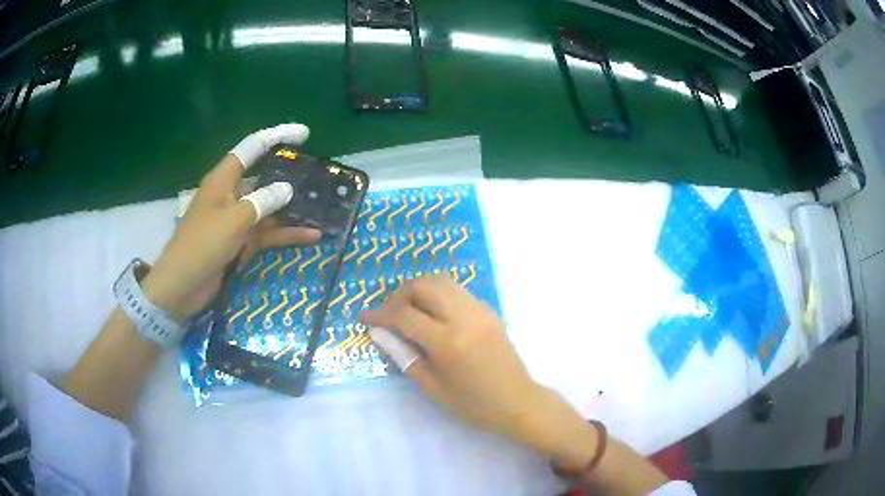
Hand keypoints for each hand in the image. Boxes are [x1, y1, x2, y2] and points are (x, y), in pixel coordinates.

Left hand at [142, 124, 320, 321]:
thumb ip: (262, 202)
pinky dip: (287, 235)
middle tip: (318, 172)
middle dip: (289, 174)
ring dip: (293, 208)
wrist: (182, 287)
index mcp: (224, 180)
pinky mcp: (241, 243)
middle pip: (264, 176)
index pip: (252, 148)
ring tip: (322, 205)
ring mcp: (237, 220)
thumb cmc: (201, 246)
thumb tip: (287, 189)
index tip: (304, 134)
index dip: (277, 136)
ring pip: (269, 207)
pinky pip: (268, 233)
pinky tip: (312, 236)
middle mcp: (232, 195)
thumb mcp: (233, 220)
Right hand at [359, 276, 583, 458]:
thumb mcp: (432, 387)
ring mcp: (480, 310)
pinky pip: (457, 290)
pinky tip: (431, 313)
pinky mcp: (489, 310)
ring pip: (442, 281)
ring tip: (406, 310)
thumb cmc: (473, 403)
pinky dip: (437, 293)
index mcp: (448, 342)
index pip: (404, 315)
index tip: (364, 317)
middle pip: (423, 285)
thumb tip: (378, 333)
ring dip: (418, 289)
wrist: (517, 401)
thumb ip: (403, 356)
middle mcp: (464, 317)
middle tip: (387, 313)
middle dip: (399, 294)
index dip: (380, 313)